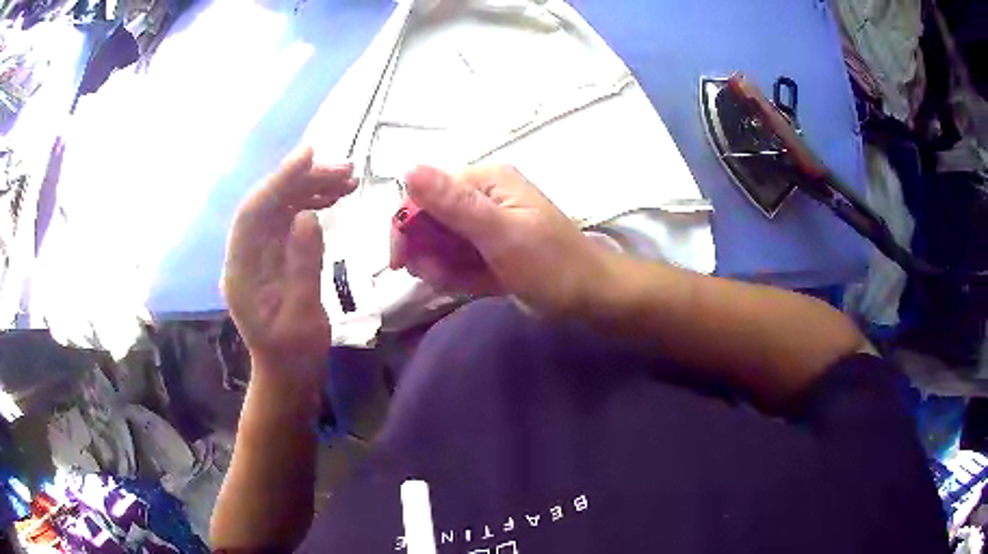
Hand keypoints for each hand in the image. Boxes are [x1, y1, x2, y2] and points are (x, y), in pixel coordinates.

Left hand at [222, 147, 354, 381]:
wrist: (288, 373)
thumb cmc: (294, 354)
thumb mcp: (302, 317)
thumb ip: (302, 266)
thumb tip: (307, 216)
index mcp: (241, 272)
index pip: (252, 215)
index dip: (277, 182)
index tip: (309, 155)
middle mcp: (245, 255)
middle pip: (267, 204)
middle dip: (302, 181)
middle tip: (345, 170)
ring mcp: (259, 254)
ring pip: (280, 207)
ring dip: (311, 188)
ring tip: (348, 179)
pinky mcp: (274, 255)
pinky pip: (289, 220)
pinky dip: (312, 204)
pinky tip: (334, 197)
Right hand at [390, 165, 608, 316]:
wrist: (591, 298)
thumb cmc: (551, 264)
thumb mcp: (501, 233)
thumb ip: (455, 204)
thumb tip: (409, 169)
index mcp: (485, 181)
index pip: (426, 192)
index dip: (406, 224)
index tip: (400, 261)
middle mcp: (482, 197)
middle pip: (430, 218)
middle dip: (425, 250)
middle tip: (437, 276)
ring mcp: (486, 226)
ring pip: (440, 242)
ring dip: (440, 265)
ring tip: (460, 282)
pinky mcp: (489, 251)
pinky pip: (458, 260)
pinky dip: (456, 275)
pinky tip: (472, 285)